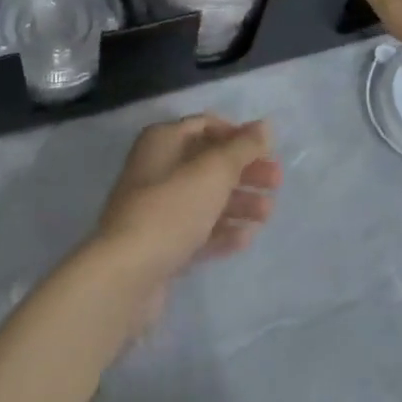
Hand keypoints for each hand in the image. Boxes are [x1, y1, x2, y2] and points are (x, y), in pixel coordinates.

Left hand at [93, 115, 280, 323]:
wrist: (125, 275)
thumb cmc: (172, 208)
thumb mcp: (215, 170)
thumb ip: (243, 147)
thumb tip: (265, 126)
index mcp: (162, 141)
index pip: (205, 126)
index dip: (237, 134)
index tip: (265, 150)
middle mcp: (156, 169)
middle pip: (208, 163)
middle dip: (244, 171)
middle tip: (276, 182)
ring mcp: (156, 210)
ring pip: (205, 198)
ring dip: (238, 203)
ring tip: (267, 214)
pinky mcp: (160, 245)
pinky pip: (196, 231)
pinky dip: (221, 231)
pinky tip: (246, 238)